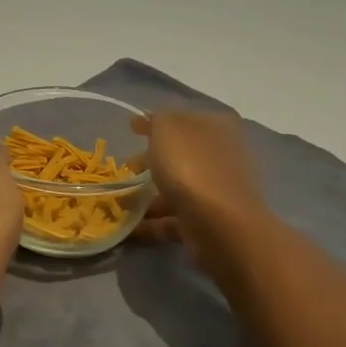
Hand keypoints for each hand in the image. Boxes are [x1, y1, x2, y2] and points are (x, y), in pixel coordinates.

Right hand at [132, 109, 266, 257]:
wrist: (220, 225)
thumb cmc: (191, 166)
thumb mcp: (167, 128)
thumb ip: (158, 119)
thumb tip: (153, 119)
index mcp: (217, 127)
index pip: (183, 118)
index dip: (156, 122)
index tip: (131, 128)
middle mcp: (223, 156)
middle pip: (182, 154)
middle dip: (153, 159)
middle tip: (127, 167)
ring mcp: (219, 192)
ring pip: (179, 188)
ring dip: (151, 194)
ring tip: (122, 202)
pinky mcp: (211, 223)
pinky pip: (176, 218)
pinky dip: (154, 222)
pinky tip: (131, 228)